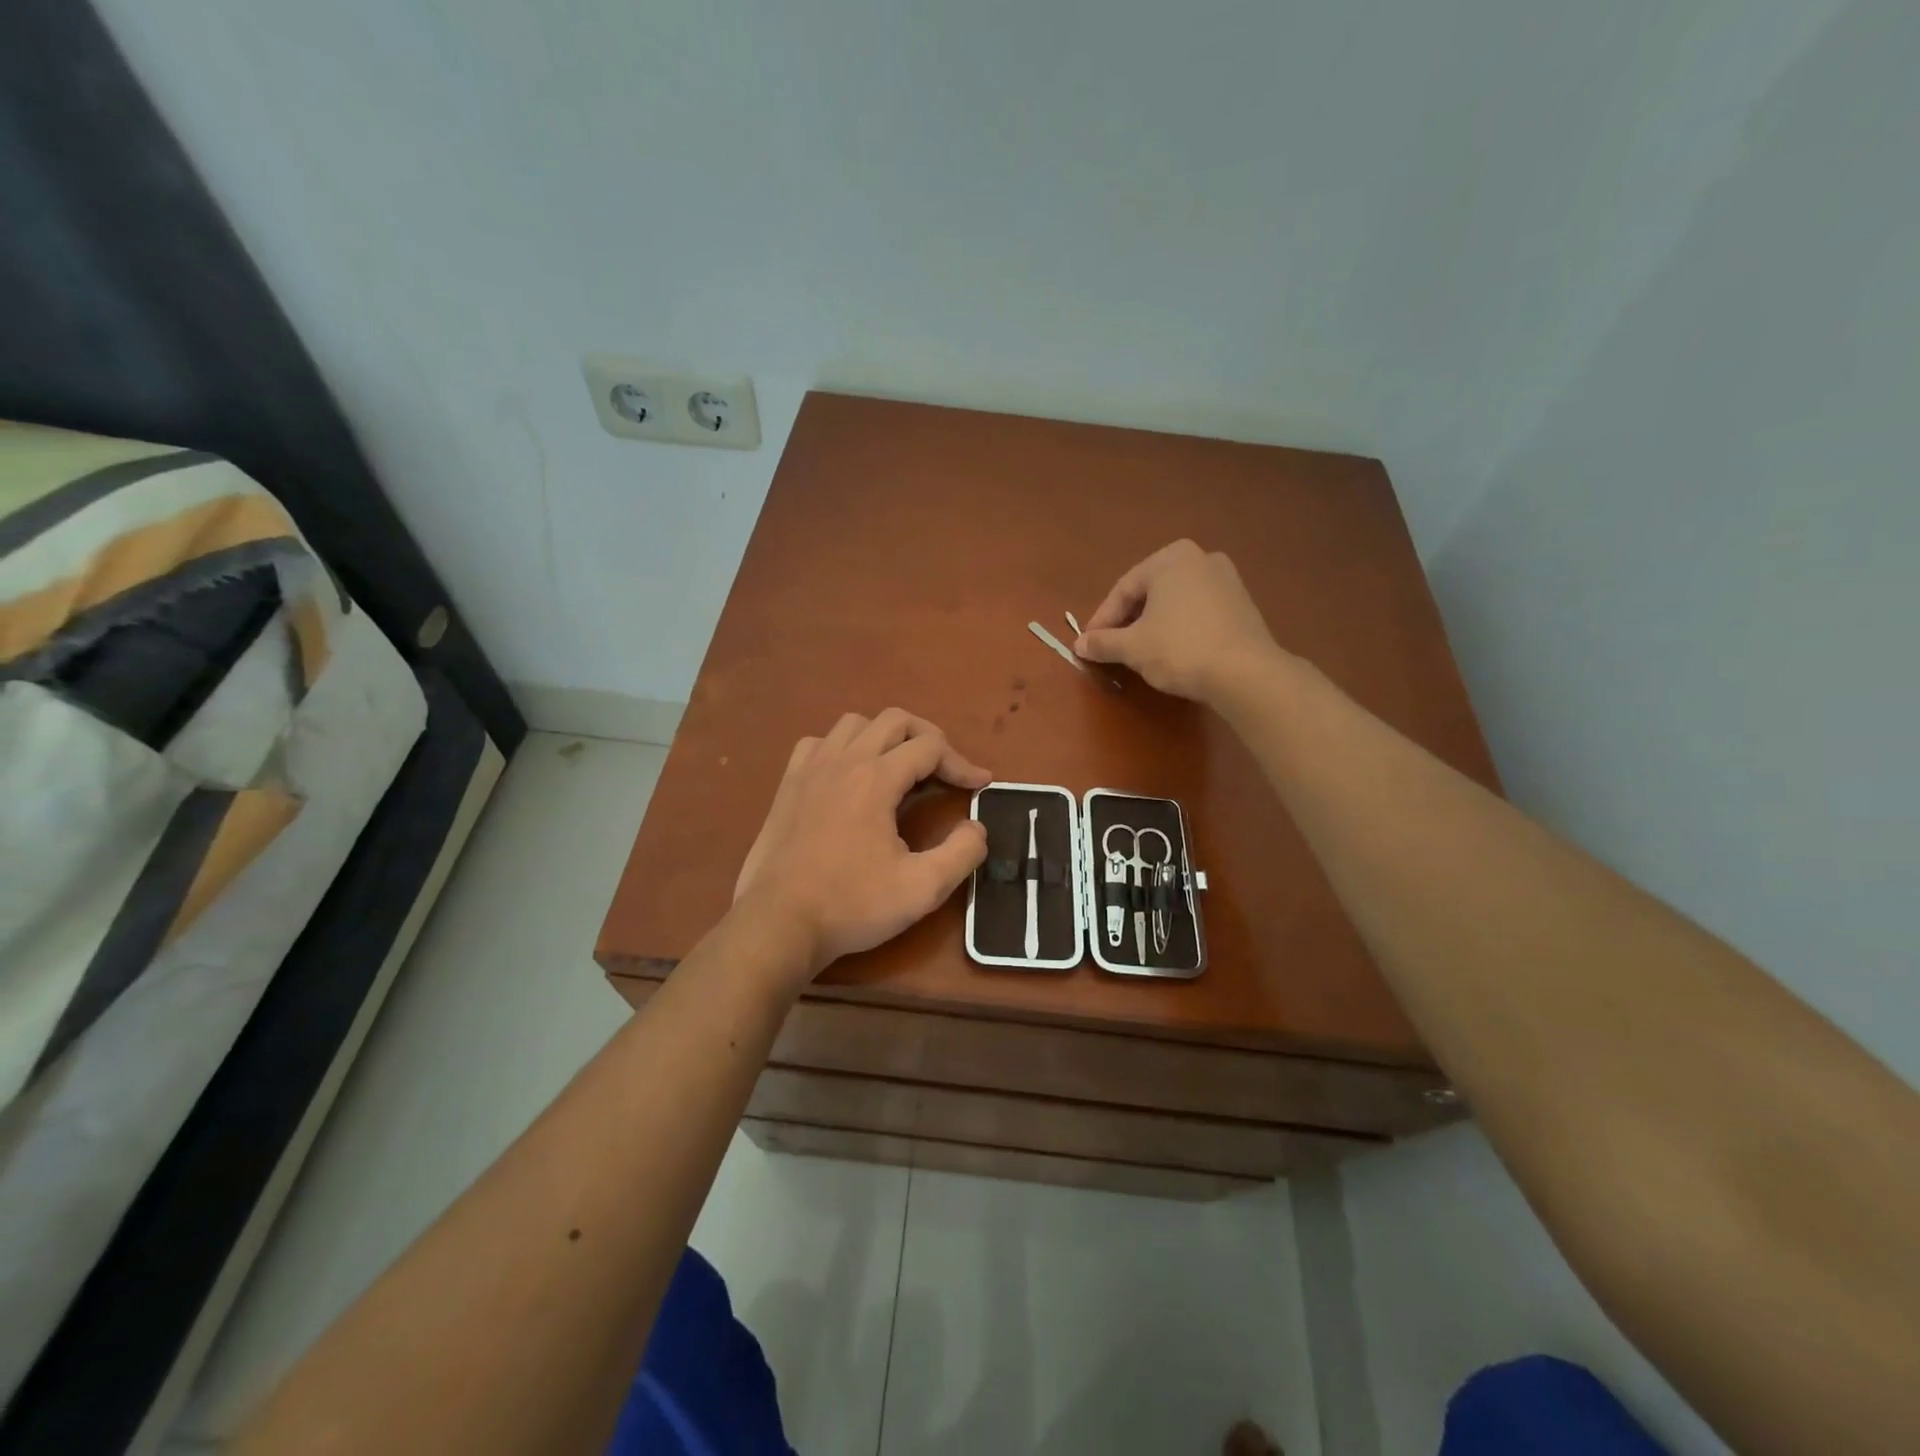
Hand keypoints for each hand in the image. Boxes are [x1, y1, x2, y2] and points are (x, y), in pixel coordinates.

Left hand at [732, 709, 991, 984]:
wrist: (778, 924)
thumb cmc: (851, 906)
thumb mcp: (922, 888)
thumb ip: (962, 853)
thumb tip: (976, 827)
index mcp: (876, 779)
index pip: (930, 747)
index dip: (962, 763)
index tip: (981, 785)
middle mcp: (843, 761)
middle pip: (895, 721)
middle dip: (929, 738)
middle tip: (945, 770)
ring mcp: (810, 769)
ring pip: (854, 724)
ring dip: (885, 737)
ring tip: (900, 768)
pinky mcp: (787, 785)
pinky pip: (818, 743)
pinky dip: (842, 748)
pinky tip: (848, 775)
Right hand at [1075, 539, 1285, 701]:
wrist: (1245, 672)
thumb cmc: (1180, 648)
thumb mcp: (1132, 647)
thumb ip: (1103, 642)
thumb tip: (1079, 644)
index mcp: (1170, 558)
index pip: (1123, 590)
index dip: (1102, 620)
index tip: (1089, 645)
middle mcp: (1200, 558)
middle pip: (1150, 592)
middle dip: (1128, 620)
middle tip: (1112, 647)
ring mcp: (1227, 579)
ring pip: (1175, 602)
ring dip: (1154, 624)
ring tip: (1140, 652)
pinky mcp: (1243, 604)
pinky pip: (1198, 612)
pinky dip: (1180, 628)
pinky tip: (1173, 652)